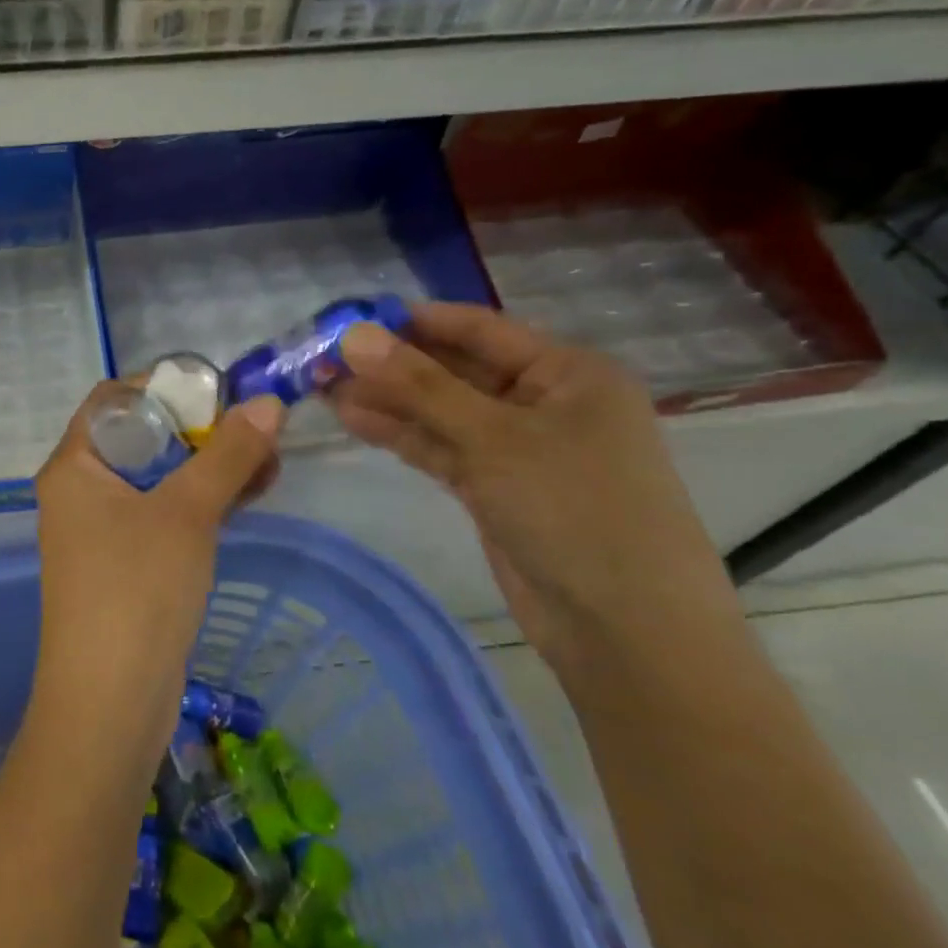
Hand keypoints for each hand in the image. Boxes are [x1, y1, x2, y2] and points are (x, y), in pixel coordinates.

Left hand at [33, 385, 284, 749]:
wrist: (108, 705)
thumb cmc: (137, 590)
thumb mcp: (187, 513)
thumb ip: (228, 455)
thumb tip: (268, 402)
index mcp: (74, 465)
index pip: (113, 400)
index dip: (164, 388)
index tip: (217, 391)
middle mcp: (80, 490)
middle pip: (140, 436)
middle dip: (199, 430)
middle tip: (254, 427)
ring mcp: (99, 530)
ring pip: (157, 477)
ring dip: (207, 466)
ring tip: (268, 460)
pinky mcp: (123, 563)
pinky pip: (162, 513)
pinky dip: (200, 501)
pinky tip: (248, 494)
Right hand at [325, 302, 741, 680]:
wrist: (626, 632)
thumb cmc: (575, 510)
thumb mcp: (494, 438)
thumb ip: (420, 386)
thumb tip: (354, 336)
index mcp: (566, 372)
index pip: (477, 329)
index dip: (412, 320)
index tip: (348, 315)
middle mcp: (542, 401)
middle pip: (453, 369)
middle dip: (390, 363)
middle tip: (322, 355)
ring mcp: (516, 447)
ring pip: (440, 410)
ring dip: (386, 398)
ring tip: (321, 384)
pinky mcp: (493, 486)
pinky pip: (439, 446)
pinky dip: (400, 433)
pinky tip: (352, 417)